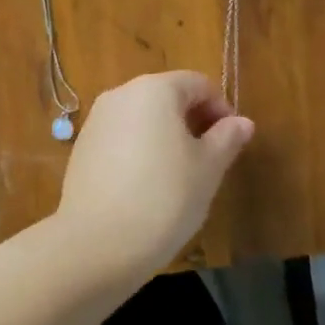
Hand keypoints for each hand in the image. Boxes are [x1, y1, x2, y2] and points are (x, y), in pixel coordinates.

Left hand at [54, 71, 253, 280]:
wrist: (97, 241)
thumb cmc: (164, 197)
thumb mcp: (208, 169)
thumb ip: (227, 138)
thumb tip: (242, 122)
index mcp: (154, 89)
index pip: (196, 83)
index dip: (220, 107)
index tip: (232, 140)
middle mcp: (121, 94)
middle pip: (166, 95)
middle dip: (192, 120)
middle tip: (210, 158)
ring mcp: (97, 119)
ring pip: (142, 116)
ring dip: (166, 134)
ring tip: (181, 174)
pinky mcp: (82, 146)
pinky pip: (121, 136)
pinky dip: (139, 148)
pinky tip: (148, 184)